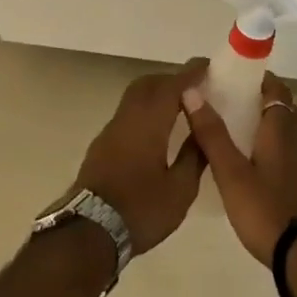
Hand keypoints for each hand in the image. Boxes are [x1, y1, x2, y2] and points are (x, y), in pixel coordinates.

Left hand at [73, 61, 208, 254]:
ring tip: (178, 107)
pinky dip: (145, 110)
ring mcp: (111, 130)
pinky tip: (155, 130)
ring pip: (134, 97)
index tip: (207, 66)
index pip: (172, 86)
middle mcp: (127, 118)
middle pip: (148, 84)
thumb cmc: (141, 210)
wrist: (89, 231)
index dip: (191, 74)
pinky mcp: (102, 145)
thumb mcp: (179, 191)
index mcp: (149, 122)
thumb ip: (194, 157)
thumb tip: (205, 132)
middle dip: (171, 80)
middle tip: (194, 87)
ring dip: (156, 94)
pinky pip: (127, 113)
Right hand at [182, 73, 296, 264]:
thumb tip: (192, 92)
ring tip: (249, 141)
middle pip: (290, 109)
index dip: (260, 81)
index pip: (277, 90)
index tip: (238, 82)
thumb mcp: (230, 173)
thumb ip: (212, 134)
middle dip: (268, 104)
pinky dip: (284, 154)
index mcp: (281, 128)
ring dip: (278, 129)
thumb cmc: (266, 209)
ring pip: (296, 134)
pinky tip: (266, 173)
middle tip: (240, 110)